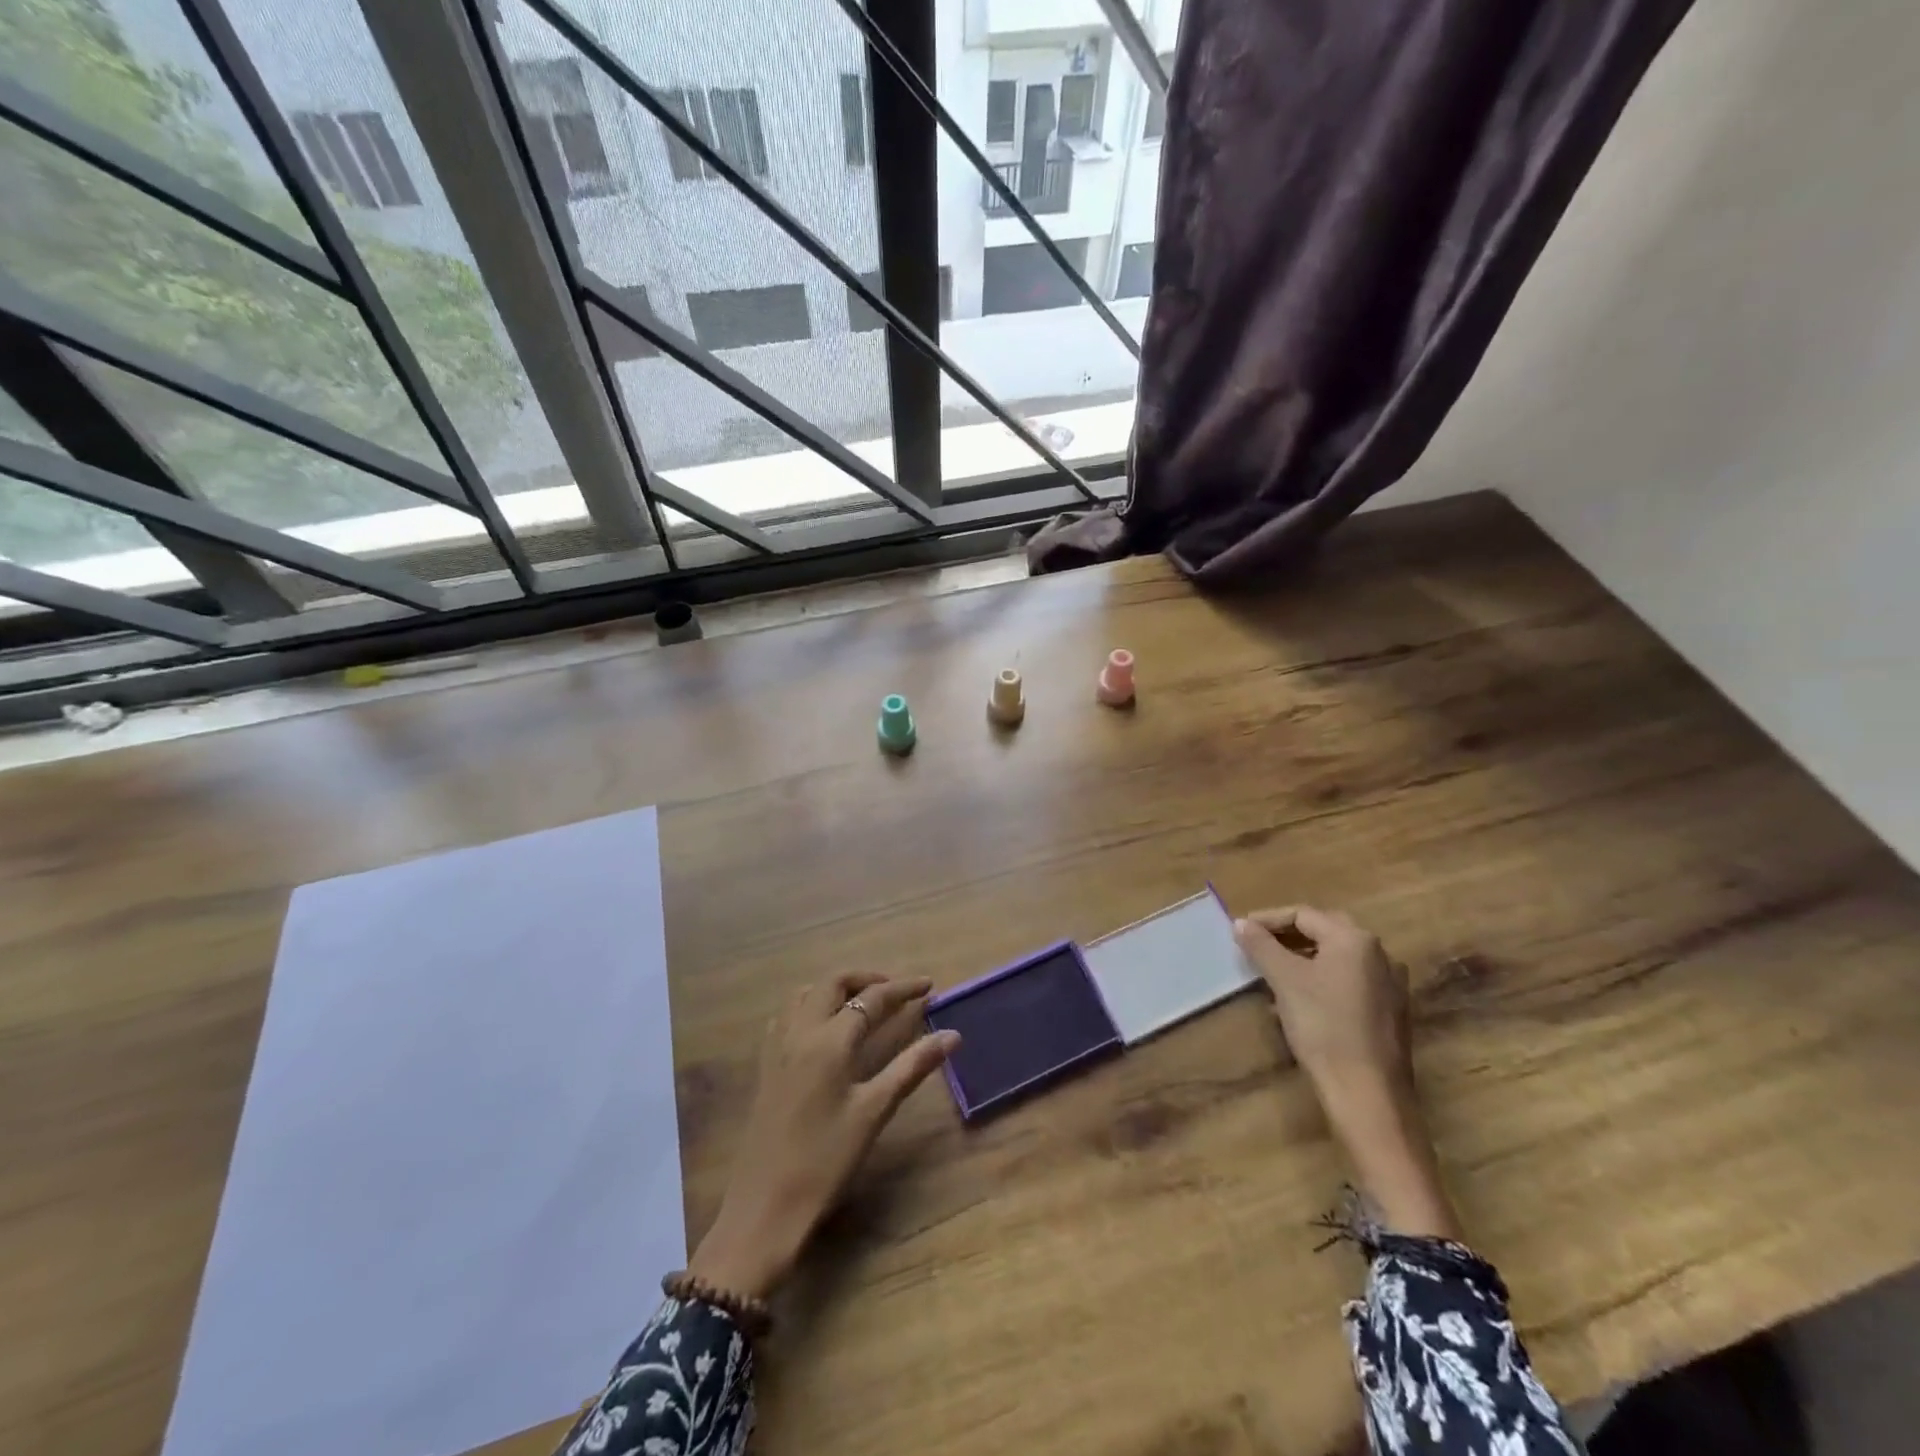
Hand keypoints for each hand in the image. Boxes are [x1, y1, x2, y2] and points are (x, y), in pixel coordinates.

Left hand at [687, 973, 958, 1298]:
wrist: (764, 1208)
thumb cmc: (825, 1161)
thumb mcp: (874, 1112)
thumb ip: (912, 1067)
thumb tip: (952, 1036)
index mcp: (830, 1040)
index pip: (872, 998)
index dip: (903, 988)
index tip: (929, 985)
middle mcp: (800, 1031)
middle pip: (834, 983)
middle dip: (867, 979)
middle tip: (896, 991)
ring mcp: (777, 1047)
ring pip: (806, 994)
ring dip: (837, 988)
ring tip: (863, 1003)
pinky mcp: (765, 1065)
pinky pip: (787, 1015)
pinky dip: (811, 1005)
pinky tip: (824, 1028)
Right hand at [1235, 905, 1461, 1240]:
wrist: (1368, 1095)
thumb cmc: (1324, 1027)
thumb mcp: (1285, 981)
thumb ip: (1261, 946)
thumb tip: (1240, 923)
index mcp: (1355, 939)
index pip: (1303, 914)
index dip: (1267, 920)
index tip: (1239, 932)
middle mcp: (1379, 954)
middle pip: (1322, 932)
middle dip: (1285, 938)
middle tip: (1254, 948)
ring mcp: (1389, 985)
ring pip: (1334, 959)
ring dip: (1300, 961)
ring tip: (1268, 977)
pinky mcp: (1389, 1012)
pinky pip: (1347, 982)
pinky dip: (1318, 982)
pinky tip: (1295, 1004)